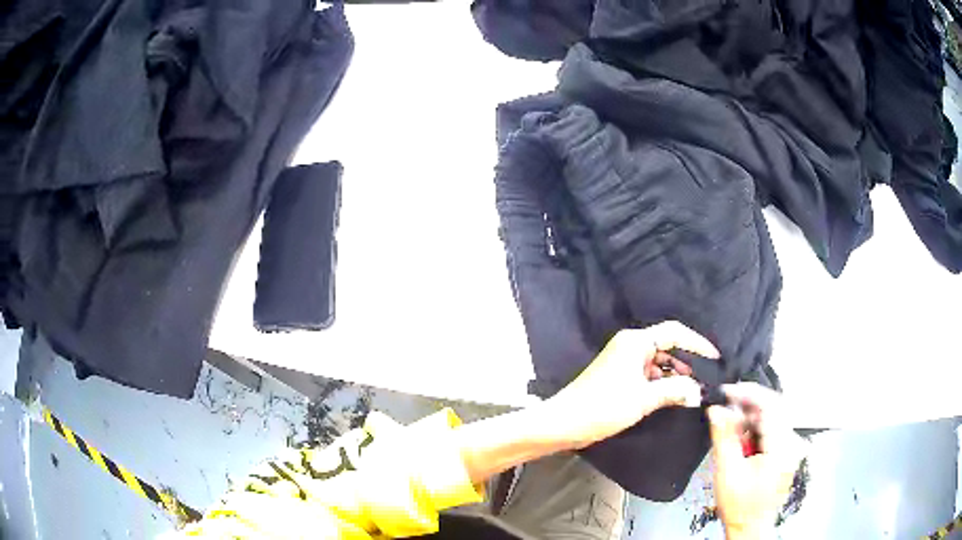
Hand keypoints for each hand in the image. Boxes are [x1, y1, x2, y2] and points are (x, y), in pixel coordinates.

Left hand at [548, 321, 719, 448]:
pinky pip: (647, 374)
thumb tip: (698, 392)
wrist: (564, 423)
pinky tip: (673, 397)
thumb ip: (675, 391)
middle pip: (667, 346)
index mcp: (636, 341)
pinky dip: (661, 383)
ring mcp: (623, 361)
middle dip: (687, 362)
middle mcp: (630, 345)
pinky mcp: (619, 376)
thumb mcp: (644, 399)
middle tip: (706, 380)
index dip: (697, 343)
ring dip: (675, 375)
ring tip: (693, 391)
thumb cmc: (604, 406)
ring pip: (658, 362)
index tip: (715, 358)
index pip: (675, 332)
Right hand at [707, 383, 805, 539]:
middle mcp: (792, 443)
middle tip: (727, 412)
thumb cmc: (740, 506)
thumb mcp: (727, 472)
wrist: (750, 527)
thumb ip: (724, 437)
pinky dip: (757, 429)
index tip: (727, 392)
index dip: (748, 393)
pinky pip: (774, 428)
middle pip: (774, 407)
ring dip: (752, 418)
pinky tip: (744, 442)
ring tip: (734, 434)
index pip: (770, 404)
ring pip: (774, 416)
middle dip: (749, 406)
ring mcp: (792, 447)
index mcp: (781, 447)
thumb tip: (717, 410)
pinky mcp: (788, 451)